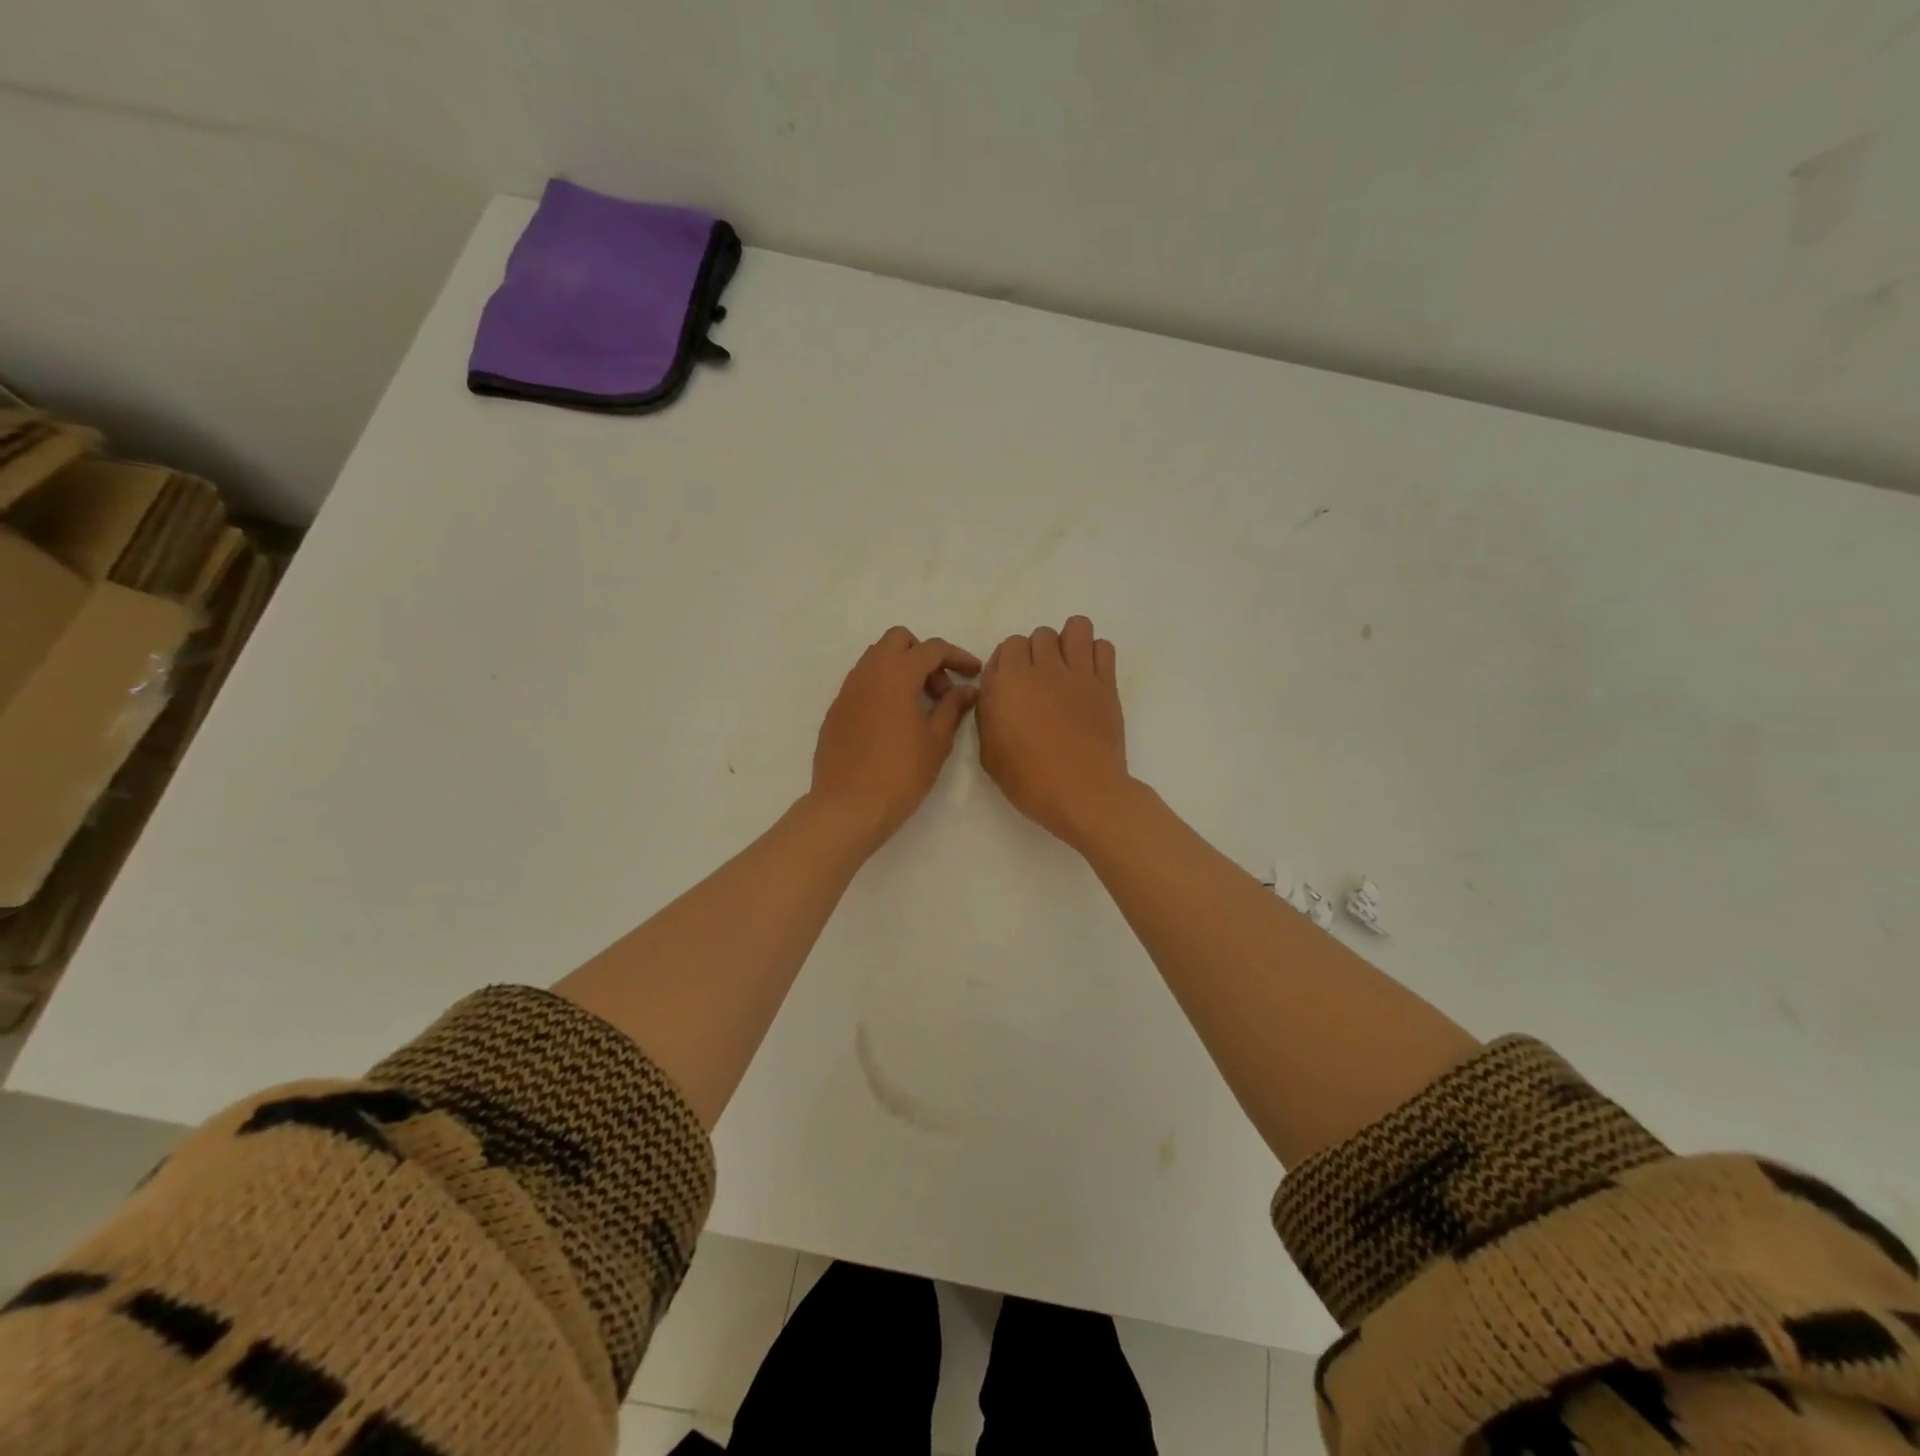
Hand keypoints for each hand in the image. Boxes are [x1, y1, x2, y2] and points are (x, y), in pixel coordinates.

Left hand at [810, 626, 982, 848]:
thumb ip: (952, 707)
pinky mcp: (836, 710)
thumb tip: (966, 689)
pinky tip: (894, 721)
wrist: (848, 807)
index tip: (973, 673)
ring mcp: (847, 690)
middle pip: (898, 641)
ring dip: (901, 669)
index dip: (957, 657)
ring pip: (876, 659)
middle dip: (923, 655)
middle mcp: (868, 673)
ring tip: (919, 706)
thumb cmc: (901, 774)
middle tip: (940, 690)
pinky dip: (882, 688)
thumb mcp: (936, 741)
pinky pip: (862, 683)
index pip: (931, 649)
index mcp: (896, 674)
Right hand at [978, 615, 1130, 846]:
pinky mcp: (1106, 683)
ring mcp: (1078, 672)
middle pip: (1040, 635)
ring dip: (1068, 641)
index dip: (1008, 664)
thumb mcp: (989, 752)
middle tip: (1040, 682)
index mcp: (1008, 681)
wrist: (1082, 792)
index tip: (1012, 686)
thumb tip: (997, 694)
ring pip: (1075, 627)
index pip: (1007, 646)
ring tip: (1067, 667)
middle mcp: (1042, 667)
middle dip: (1037, 652)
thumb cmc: (1029, 780)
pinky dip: (1095, 654)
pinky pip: (1103, 647)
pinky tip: (1089, 676)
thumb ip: (989, 714)